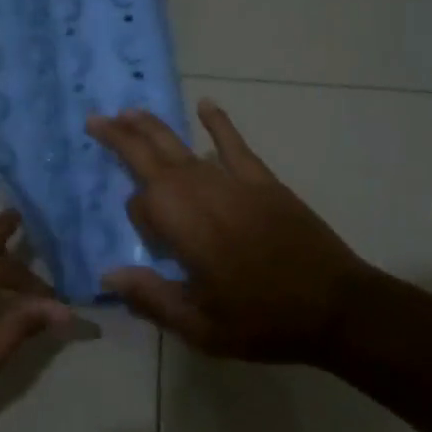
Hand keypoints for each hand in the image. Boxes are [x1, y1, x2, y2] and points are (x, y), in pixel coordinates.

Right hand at [86, 101, 379, 361]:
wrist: (336, 308)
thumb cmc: (263, 322)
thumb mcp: (200, 327)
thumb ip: (152, 298)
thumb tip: (110, 274)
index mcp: (185, 230)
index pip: (142, 205)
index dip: (138, 220)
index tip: (149, 244)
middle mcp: (203, 196)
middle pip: (154, 158)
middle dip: (123, 137)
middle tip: (95, 119)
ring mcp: (235, 184)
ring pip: (185, 148)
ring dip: (154, 130)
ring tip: (129, 113)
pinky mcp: (264, 183)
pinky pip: (235, 146)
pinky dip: (219, 125)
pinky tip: (205, 104)